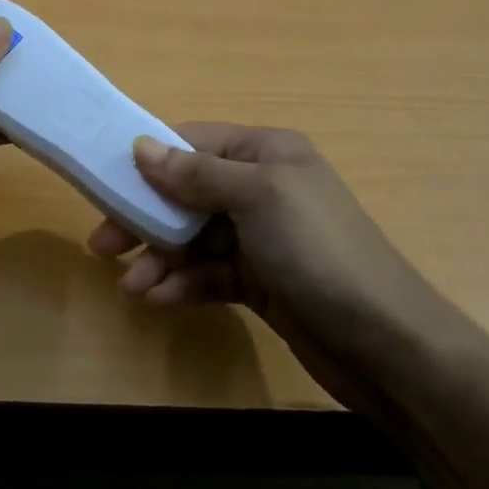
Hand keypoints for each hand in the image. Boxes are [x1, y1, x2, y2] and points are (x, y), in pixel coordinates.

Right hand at [87, 124, 461, 406]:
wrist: (386, 344)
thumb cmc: (318, 251)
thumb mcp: (257, 198)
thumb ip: (195, 173)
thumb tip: (141, 146)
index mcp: (266, 152)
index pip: (193, 143)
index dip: (150, 161)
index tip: (106, 182)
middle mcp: (262, 187)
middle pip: (186, 193)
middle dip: (145, 218)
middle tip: (102, 243)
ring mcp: (261, 237)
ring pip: (193, 238)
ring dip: (160, 259)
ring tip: (132, 286)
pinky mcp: (260, 281)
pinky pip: (209, 273)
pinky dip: (183, 284)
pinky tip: (159, 300)